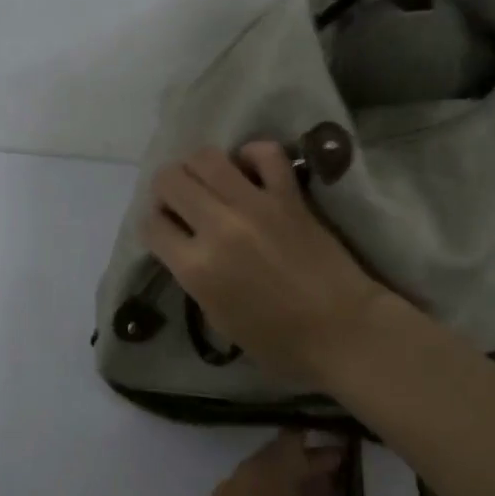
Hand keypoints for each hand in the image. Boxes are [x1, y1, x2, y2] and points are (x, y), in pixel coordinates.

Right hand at [142, 142, 392, 386]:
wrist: (342, 330)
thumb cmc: (280, 342)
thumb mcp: (219, 319)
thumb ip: (196, 277)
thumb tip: (188, 247)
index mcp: (196, 269)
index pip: (151, 224)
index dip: (155, 225)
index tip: (167, 230)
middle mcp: (218, 227)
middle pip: (169, 180)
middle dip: (167, 190)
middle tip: (183, 203)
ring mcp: (255, 205)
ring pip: (206, 157)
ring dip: (200, 167)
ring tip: (212, 183)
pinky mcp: (289, 195)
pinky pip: (265, 153)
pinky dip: (252, 155)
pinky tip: (251, 171)